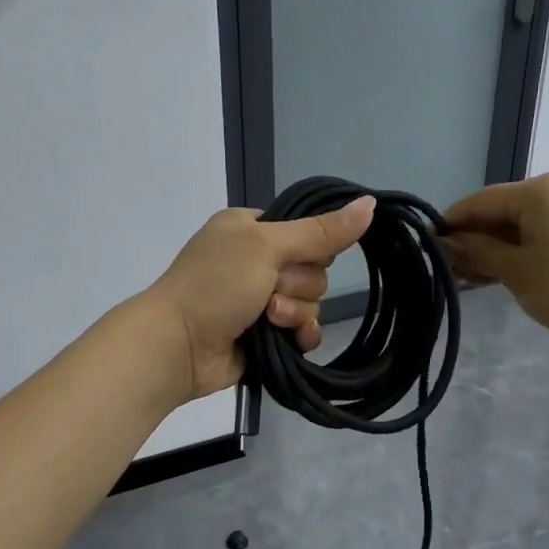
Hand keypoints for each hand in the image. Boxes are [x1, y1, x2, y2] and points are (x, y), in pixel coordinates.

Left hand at [148, 197, 374, 400]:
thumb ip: (320, 231)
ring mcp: (259, 300)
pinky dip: (299, 334)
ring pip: (311, 302)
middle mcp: (256, 261)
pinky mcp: (266, 335)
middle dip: (297, 284)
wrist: (177, 346)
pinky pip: (304, 330)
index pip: (306, 231)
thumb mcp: (266, 246)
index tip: (294, 257)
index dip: (309, 247)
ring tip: (265, 318)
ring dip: (293, 312)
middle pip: (313, 269)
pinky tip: (287, 340)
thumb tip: (371, 202)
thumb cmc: (215, 284)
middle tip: (269, 291)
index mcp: (250, 229)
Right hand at [442, 174, 548, 341]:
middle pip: (499, 213)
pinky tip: (497, 278)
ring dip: (492, 252)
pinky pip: (539, 239)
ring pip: (519, 229)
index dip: (450, 224)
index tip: (425, 247)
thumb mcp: (516, 271)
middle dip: (471, 240)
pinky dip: (516, 256)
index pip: (479, 201)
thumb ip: (477, 252)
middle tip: (445, 269)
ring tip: (466, 279)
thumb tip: (445, 242)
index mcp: (537, 191)